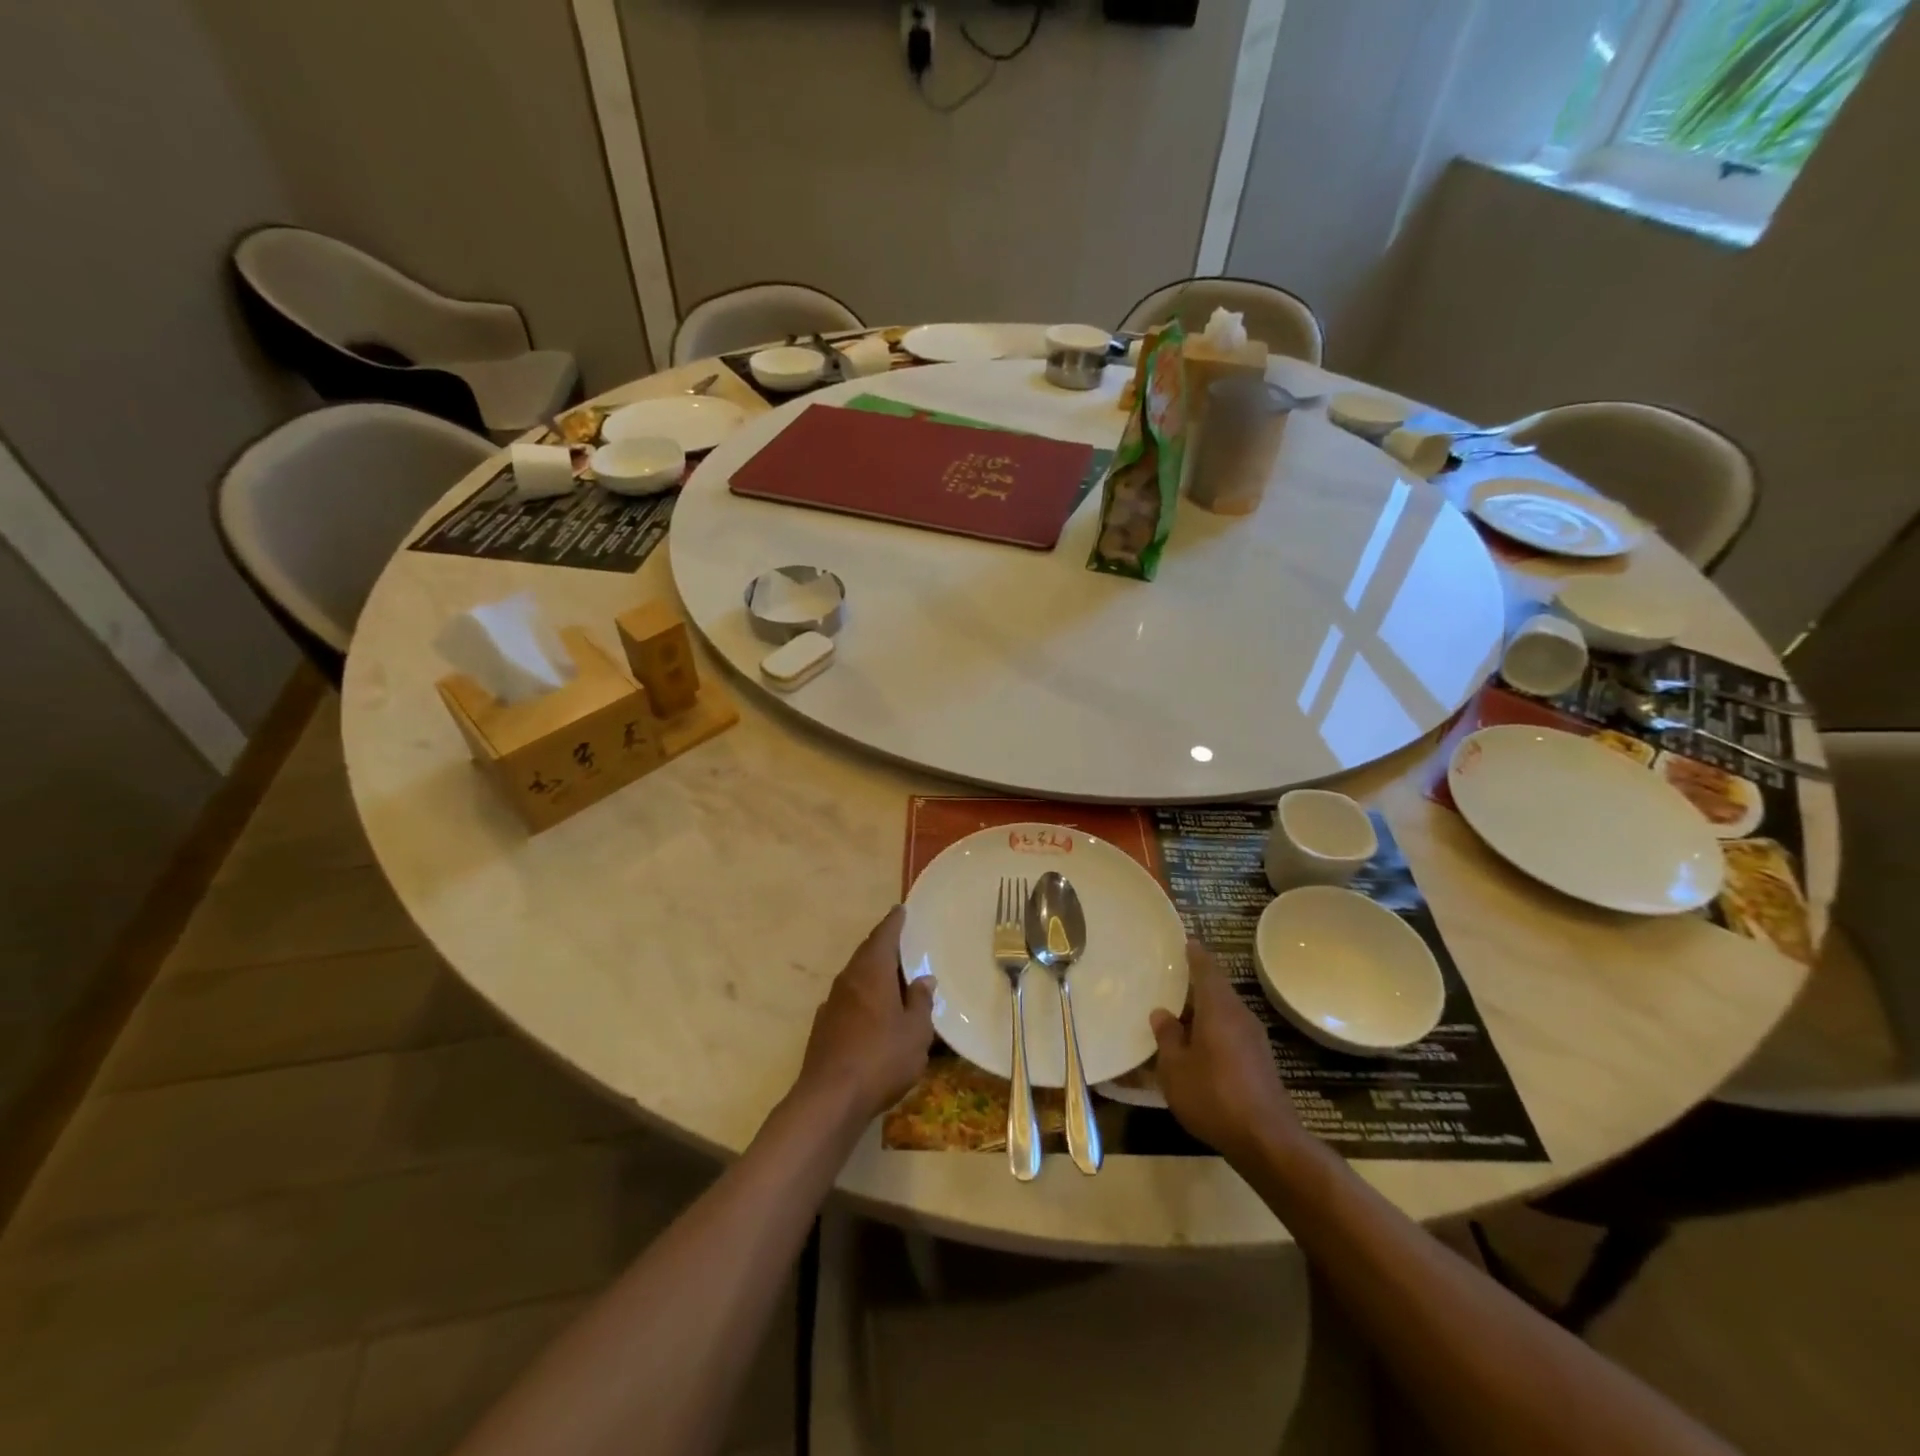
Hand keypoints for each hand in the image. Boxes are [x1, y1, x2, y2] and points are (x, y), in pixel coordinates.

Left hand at [795, 906, 935, 1123]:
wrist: (829, 1099)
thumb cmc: (881, 1058)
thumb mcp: (916, 1032)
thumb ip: (920, 1003)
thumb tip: (923, 979)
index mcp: (872, 972)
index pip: (884, 936)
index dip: (894, 922)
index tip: (901, 910)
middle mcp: (848, 980)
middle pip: (867, 954)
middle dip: (884, 947)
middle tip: (904, 944)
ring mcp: (832, 1003)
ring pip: (856, 978)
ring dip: (874, 974)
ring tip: (894, 980)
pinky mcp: (823, 1027)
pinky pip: (848, 1000)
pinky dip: (863, 998)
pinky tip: (874, 1015)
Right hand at [1150, 941, 1304, 1163]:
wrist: (1267, 1141)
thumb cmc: (1213, 1096)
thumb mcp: (1175, 1069)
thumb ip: (1167, 1037)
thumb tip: (1162, 1013)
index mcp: (1218, 1009)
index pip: (1207, 969)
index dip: (1195, 954)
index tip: (1185, 940)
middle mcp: (1240, 1016)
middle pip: (1217, 989)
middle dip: (1195, 983)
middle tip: (1171, 978)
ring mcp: (1254, 1039)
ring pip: (1224, 1012)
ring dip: (1204, 1010)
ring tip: (1179, 1013)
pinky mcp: (1260, 1061)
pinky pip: (1231, 1032)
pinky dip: (1213, 1029)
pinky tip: (1198, 1046)